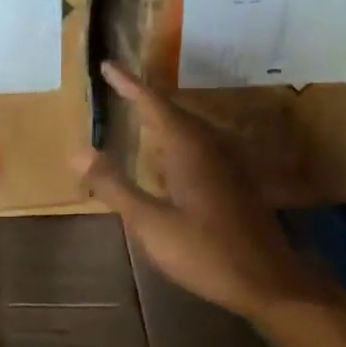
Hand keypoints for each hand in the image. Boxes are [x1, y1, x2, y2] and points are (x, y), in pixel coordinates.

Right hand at [73, 63, 339, 322]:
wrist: (268, 281)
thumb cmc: (205, 252)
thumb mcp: (150, 223)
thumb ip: (114, 185)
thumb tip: (77, 151)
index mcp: (188, 148)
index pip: (153, 103)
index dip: (128, 83)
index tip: (107, 65)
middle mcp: (210, 147)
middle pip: (173, 110)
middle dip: (144, 96)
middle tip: (118, 85)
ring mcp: (227, 164)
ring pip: (189, 128)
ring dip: (162, 117)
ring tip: (139, 113)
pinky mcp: (234, 182)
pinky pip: (199, 146)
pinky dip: (175, 139)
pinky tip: (168, 158)